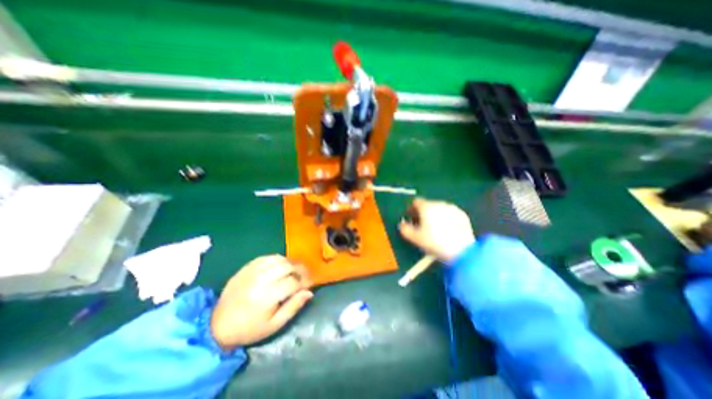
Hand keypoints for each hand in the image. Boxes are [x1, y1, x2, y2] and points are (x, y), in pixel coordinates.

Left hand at [210, 255, 312, 348]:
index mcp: (266, 297)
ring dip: (290, 263)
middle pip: (287, 266)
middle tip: (303, 277)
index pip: (293, 282)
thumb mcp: (274, 325)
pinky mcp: (246, 268)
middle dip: (299, 270)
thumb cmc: (250, 329)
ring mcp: (251, 271)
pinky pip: (267, 257)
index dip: (304, 282)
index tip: (308, 285)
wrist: (217, 326)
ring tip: (292, 271)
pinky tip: (280, 267)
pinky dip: (277, 260)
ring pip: (279, 258)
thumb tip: (309, 292)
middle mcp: (260, 280)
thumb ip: (293, 307)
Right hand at [398, 196, 474, 261]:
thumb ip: (404, 229)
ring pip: (439, 209)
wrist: (462, 250)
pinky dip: (445, 218)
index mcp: (426, 207)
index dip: (411, 209)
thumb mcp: (415, 238)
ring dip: (434, 215)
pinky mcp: (462, 215)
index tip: (410, 217)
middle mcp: (439, 203)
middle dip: (422, 213)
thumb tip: (401, 224)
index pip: (415, 202)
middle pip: (427, 205)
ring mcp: (452, 208)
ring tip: (434, 228)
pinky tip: (446, 229)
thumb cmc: (435, 242)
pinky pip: (449, 213)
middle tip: (421, 224)